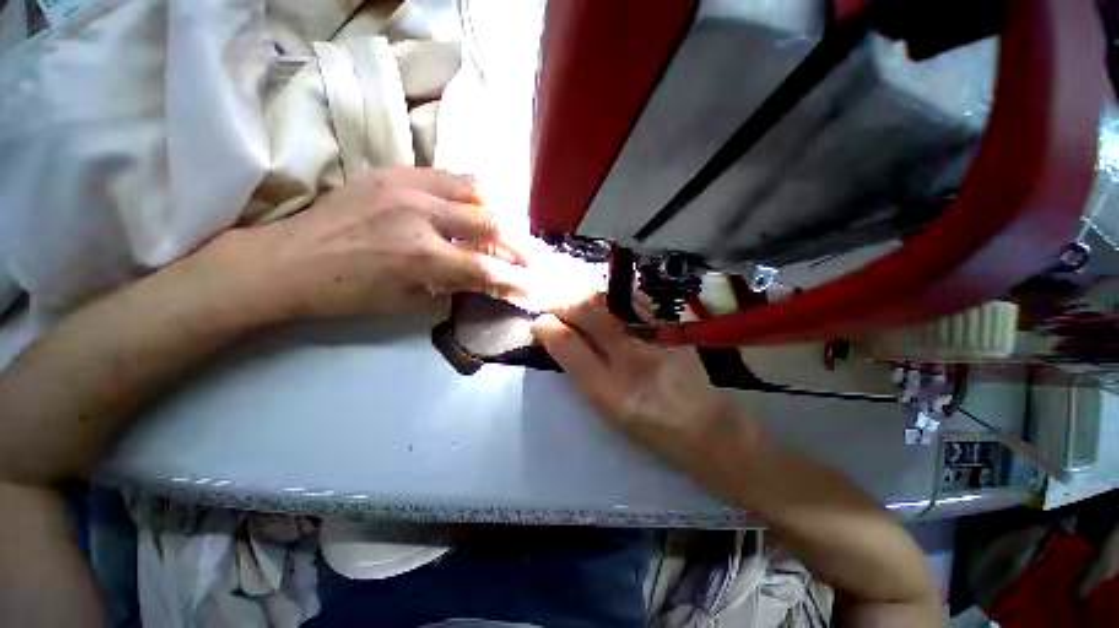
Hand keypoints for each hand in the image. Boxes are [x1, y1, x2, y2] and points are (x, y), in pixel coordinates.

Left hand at [197, 168, 529, 320]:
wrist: (288, 260)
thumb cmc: (348, 293)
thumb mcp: (408, 301)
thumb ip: (453, 285)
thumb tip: (485, 277)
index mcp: (421, 258)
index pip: (486, 269)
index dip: (515, 280)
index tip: (532, 285)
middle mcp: (420, 216)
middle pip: (489, 223)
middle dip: (515, 244)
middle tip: (526, 255)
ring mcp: (407, 187)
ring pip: (474, 190)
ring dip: (496, 213)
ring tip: (502, 228)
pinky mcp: (394, 172)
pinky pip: (448, 176)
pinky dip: (469, 193)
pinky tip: (472, 207)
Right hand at [531, 298, 751, 469]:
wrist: (710, 429)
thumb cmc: (653, 429)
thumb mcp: (608, 409)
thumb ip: (582, 372)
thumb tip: (559, 338)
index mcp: (610, 392)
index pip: (569, 346)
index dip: (548, 327)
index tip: (539, 321)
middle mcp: (631, 359)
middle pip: (588, 314)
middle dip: (562, 302)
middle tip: (552, 303)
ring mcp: (654, 338)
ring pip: (609, 302)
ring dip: (584, 295)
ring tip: (572, 298)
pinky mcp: (671, 328)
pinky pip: (633, 301)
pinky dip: (611, 296)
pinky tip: (603, 299)